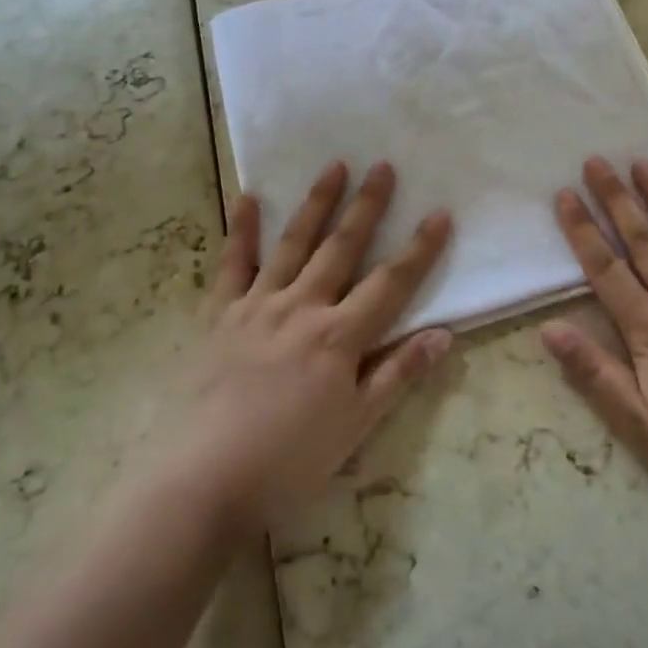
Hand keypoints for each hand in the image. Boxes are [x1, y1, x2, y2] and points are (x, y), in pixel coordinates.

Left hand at [167, 161, 452, 533]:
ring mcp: (257, 306)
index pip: (390, 282)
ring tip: (334, 165)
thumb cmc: (287, 462)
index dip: (419, 248)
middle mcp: (302, 307)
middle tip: (383, 165)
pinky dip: (241, 230)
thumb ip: (398, 375)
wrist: (202, 482)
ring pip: (293, 244)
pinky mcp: (219, 316)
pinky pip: (232, 265)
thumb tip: (445, 334)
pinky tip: (249, 197)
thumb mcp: (355, 427)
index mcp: (339, 336)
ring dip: (316, 203)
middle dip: (367, 206)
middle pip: (342, 248)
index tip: (439, 213)